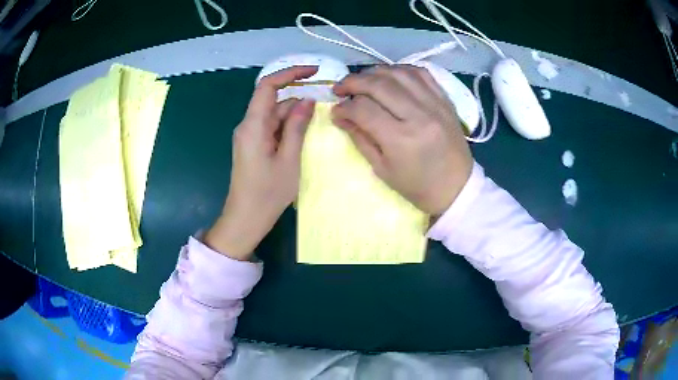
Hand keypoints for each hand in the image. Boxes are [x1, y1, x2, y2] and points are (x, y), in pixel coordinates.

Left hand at [204, 66, 317, 259]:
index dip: (290, 73)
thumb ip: (297, 127)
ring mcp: (249, 135)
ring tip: (317, 125)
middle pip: (274, 100)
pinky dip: (288, 127)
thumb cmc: (267, 193)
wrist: (245, 219)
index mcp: (253, 125)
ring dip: (295, 116)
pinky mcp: (253, 145)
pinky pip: (272, 127)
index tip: (314, 71)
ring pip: (274, 114)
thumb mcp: (289, 159)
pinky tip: (303, 136)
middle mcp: (248, 125)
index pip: (267, 85)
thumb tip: (307, 100)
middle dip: (298, 99)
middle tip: (326, 105)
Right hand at [331, 65, 472, 216]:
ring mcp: (435, 104)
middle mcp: (419, 115)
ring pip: (398, 73)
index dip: (344, 108)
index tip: (336, 111)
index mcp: (401, 139)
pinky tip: (389, 76)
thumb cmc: (417, 186)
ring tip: (363, 80)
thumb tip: (341, 115)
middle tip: (341, 88)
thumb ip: (360, 138)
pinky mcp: (445, 100)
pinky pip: (421, 73)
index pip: (363, 109)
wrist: (457, 187)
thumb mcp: (382, 169)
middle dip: (353, 82)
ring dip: (374, 72)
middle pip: (379, 84)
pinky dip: (400, 69)